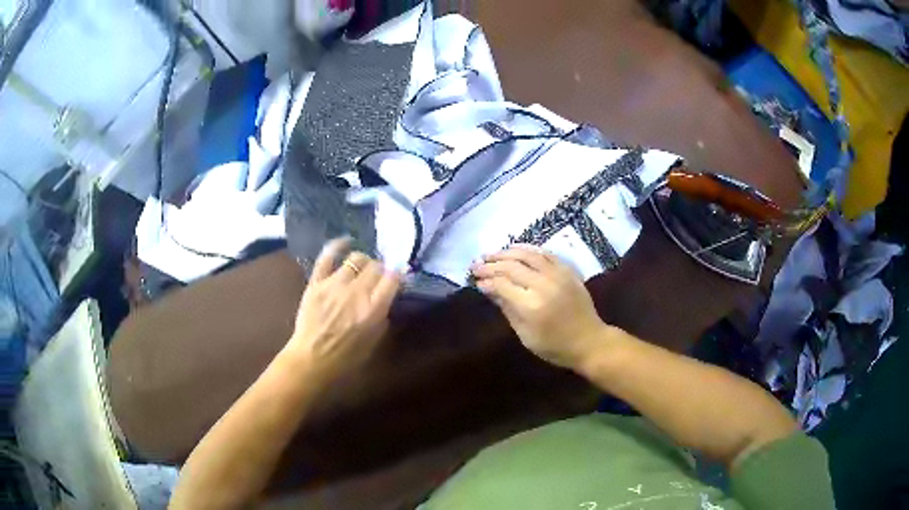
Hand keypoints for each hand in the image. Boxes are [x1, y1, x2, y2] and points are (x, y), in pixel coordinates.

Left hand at [288, 238, 401, 386]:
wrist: (312, 360)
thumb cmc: (346, 357)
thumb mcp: (374, 342)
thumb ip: (383, 317)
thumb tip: (387, 299)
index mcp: (374, 309)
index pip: (393, 278)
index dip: (397, 276)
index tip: (397, 279)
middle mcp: (356, 292)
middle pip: (376, 266)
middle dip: (380, 270)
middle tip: (377, 278)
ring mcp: (334, 284)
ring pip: (356, 258)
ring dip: (363, 262)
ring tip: (361, 268)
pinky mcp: (316, 282)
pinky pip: (327, 256)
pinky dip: (337, 246)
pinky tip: (345, 243)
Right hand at [471, 245, 605, 368]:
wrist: (589, 341)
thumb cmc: (554, 346)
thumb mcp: (525, 335)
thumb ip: (507, 309)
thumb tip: (488, 289)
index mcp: (531, 305)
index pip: (502, 284)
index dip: (486, 280)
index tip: (475, 280)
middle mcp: (544, 284)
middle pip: (511, 266)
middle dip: (491, 264)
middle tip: (477, 264)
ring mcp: (558, 274)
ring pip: (527, 254)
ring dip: (506, 252)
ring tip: (492, 254)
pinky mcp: (568, 270)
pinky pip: (545, 253)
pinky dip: (528, 249)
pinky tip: (516, 250)